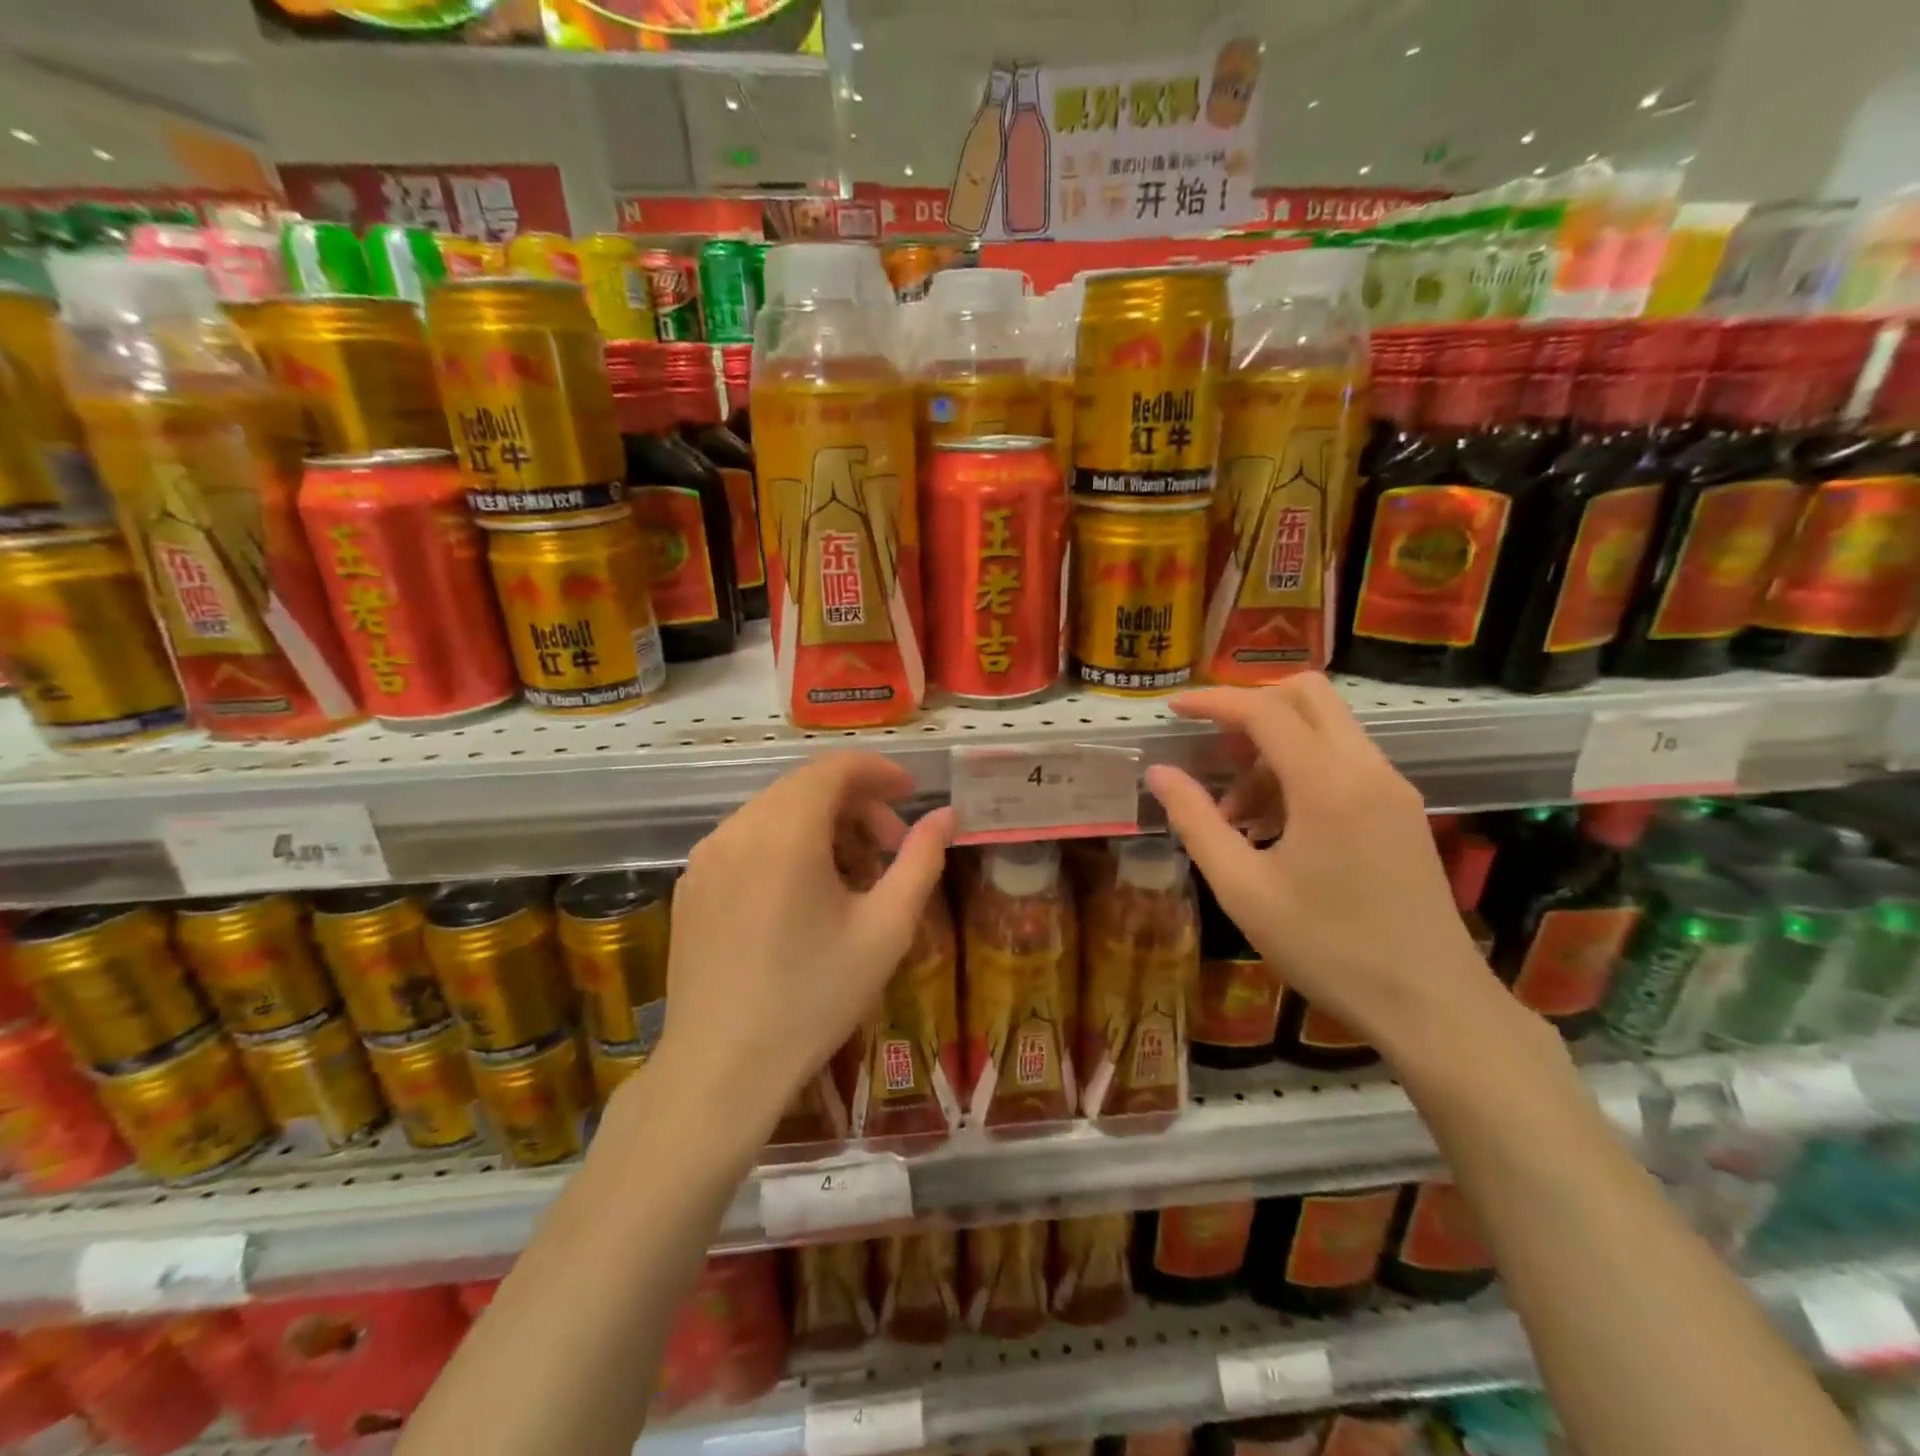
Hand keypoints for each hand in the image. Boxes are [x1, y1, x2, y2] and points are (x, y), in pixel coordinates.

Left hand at [652, 753, 953, 1143]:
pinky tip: (805, 896)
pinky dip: (786, 846)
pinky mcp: (691, 884)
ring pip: (776, 812)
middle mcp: (737, 828)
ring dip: (822, 826)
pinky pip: (747, 840)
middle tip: (891, 849)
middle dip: (857, 806)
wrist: (721, 1068)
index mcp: (785, 832)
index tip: (911, 794)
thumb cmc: (814, 998)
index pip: (835, 768)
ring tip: (853, 878)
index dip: (879, 772)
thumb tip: (946, 816)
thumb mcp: (886, 929)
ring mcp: (706, 856)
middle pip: (806, 788)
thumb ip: (921, 860)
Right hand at [1145, 678, 1506, 1057]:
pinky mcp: (1402, 810)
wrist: (1432, 1006)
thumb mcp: (1243, 890)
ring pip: (1327, 728)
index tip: (1174, 708)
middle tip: (1215, 752)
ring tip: (1238, 814)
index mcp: (1328, 784)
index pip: (1264, 710)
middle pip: (1308, 695)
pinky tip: (1277, 828)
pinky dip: (1301, 770)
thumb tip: (1159, 773)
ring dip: (1274, 748)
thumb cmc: (1328, 949)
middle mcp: (1367, 769)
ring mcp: (1392, 788)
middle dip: (1252, 708)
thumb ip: (1196, 822)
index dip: (1213, 701)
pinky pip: (1344, 761)